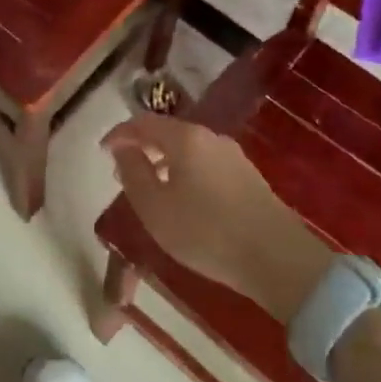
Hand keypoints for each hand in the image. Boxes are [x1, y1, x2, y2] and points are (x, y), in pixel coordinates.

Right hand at [102, 114, 332, 321]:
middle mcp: (210, 138)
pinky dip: (185, 171)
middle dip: (142, 146)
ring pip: (188, 148)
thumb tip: (123, 149)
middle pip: (168, 132)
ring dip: (164, 160)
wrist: (278, 259)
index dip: (119, 133)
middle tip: (124, 168)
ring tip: (151, 186)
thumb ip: (133, 173)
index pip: (143, 122)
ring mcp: (233, 156)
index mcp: (185, 138)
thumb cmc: (206, 233)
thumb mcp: (155, 208)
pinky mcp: (248, 176)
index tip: (102, 149)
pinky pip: (205, 163)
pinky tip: (183, 198)